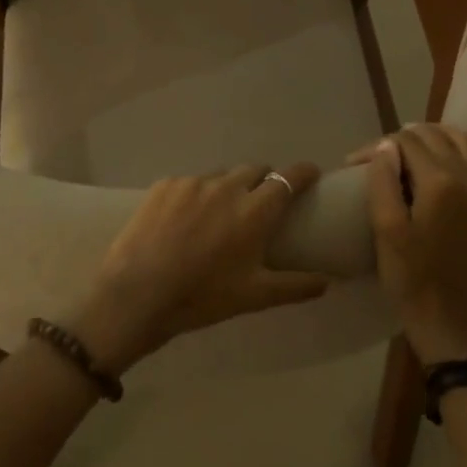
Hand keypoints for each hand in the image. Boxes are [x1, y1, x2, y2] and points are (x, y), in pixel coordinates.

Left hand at [71, 164, 329, 373]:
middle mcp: (227, 187)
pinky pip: (189, 183)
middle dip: (263, 181)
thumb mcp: (254, 296)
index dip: (303, 173)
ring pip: (220, 176)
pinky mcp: (164, 184)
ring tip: (219, 213)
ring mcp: (192, 182)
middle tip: (260, 202)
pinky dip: (196, 195)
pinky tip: (185, 218)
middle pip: (254, 170)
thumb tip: (328, 283)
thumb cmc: (202, 296)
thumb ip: (294, 286)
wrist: (138, 292)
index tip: (310, 174)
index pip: (288, 178)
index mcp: (254, 210)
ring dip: (228, 188)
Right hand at [349, 124, 466, 365]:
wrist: (450, 323)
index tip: (356, 163)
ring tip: (417, 142)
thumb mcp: (386, 230)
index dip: (379, 147)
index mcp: (439, 184)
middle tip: (381, 156)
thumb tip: (387, 146)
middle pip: (437, 138)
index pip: (407, 143)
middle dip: (406, 138)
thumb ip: (383, 182)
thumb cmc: (410, 279)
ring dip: (442, 135)